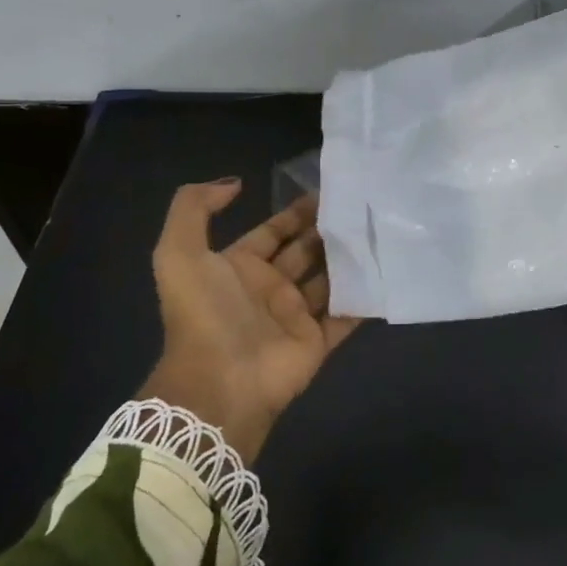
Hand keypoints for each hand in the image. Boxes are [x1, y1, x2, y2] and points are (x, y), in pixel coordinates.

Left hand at [139, 180, 361, 463]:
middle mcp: (269, 288)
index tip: (330, 190)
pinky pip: (346, 315)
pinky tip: (388, 272)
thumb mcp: (178, 253)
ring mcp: (295, 316)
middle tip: (363, 207)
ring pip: (329, 279)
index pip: (274, 231)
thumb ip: (193, 208)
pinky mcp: (317, 341)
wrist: (220, 382)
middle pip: (306, 251)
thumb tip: (235, 183)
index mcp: (239, 267)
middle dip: (329, 230)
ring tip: (380, 231)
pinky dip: (364, 298)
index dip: (297, 212)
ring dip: (350, 259)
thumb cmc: (205, 314)